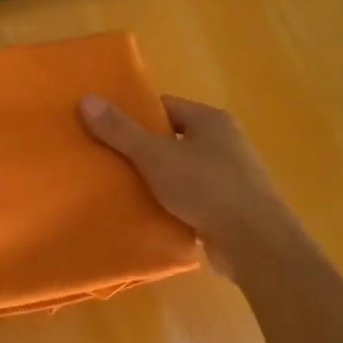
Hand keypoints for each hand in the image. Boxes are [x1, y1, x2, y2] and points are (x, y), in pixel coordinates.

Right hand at [81, 94, 294, 276]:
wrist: (255, 243)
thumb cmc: (206, 188)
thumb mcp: (155, 156)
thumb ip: (120, 131)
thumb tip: (87, 99)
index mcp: (212, 120)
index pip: (166, 107)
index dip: (136, 116)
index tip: (107, 129)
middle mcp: (226, 142)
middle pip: (174, 138)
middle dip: (144, 149)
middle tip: (109, 160)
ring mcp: (233, 176)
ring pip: (183, 170)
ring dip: (159, 179)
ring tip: (124, 188)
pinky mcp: (233, 208)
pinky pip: (194, 197)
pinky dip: (174, 203)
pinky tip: (152, 213)